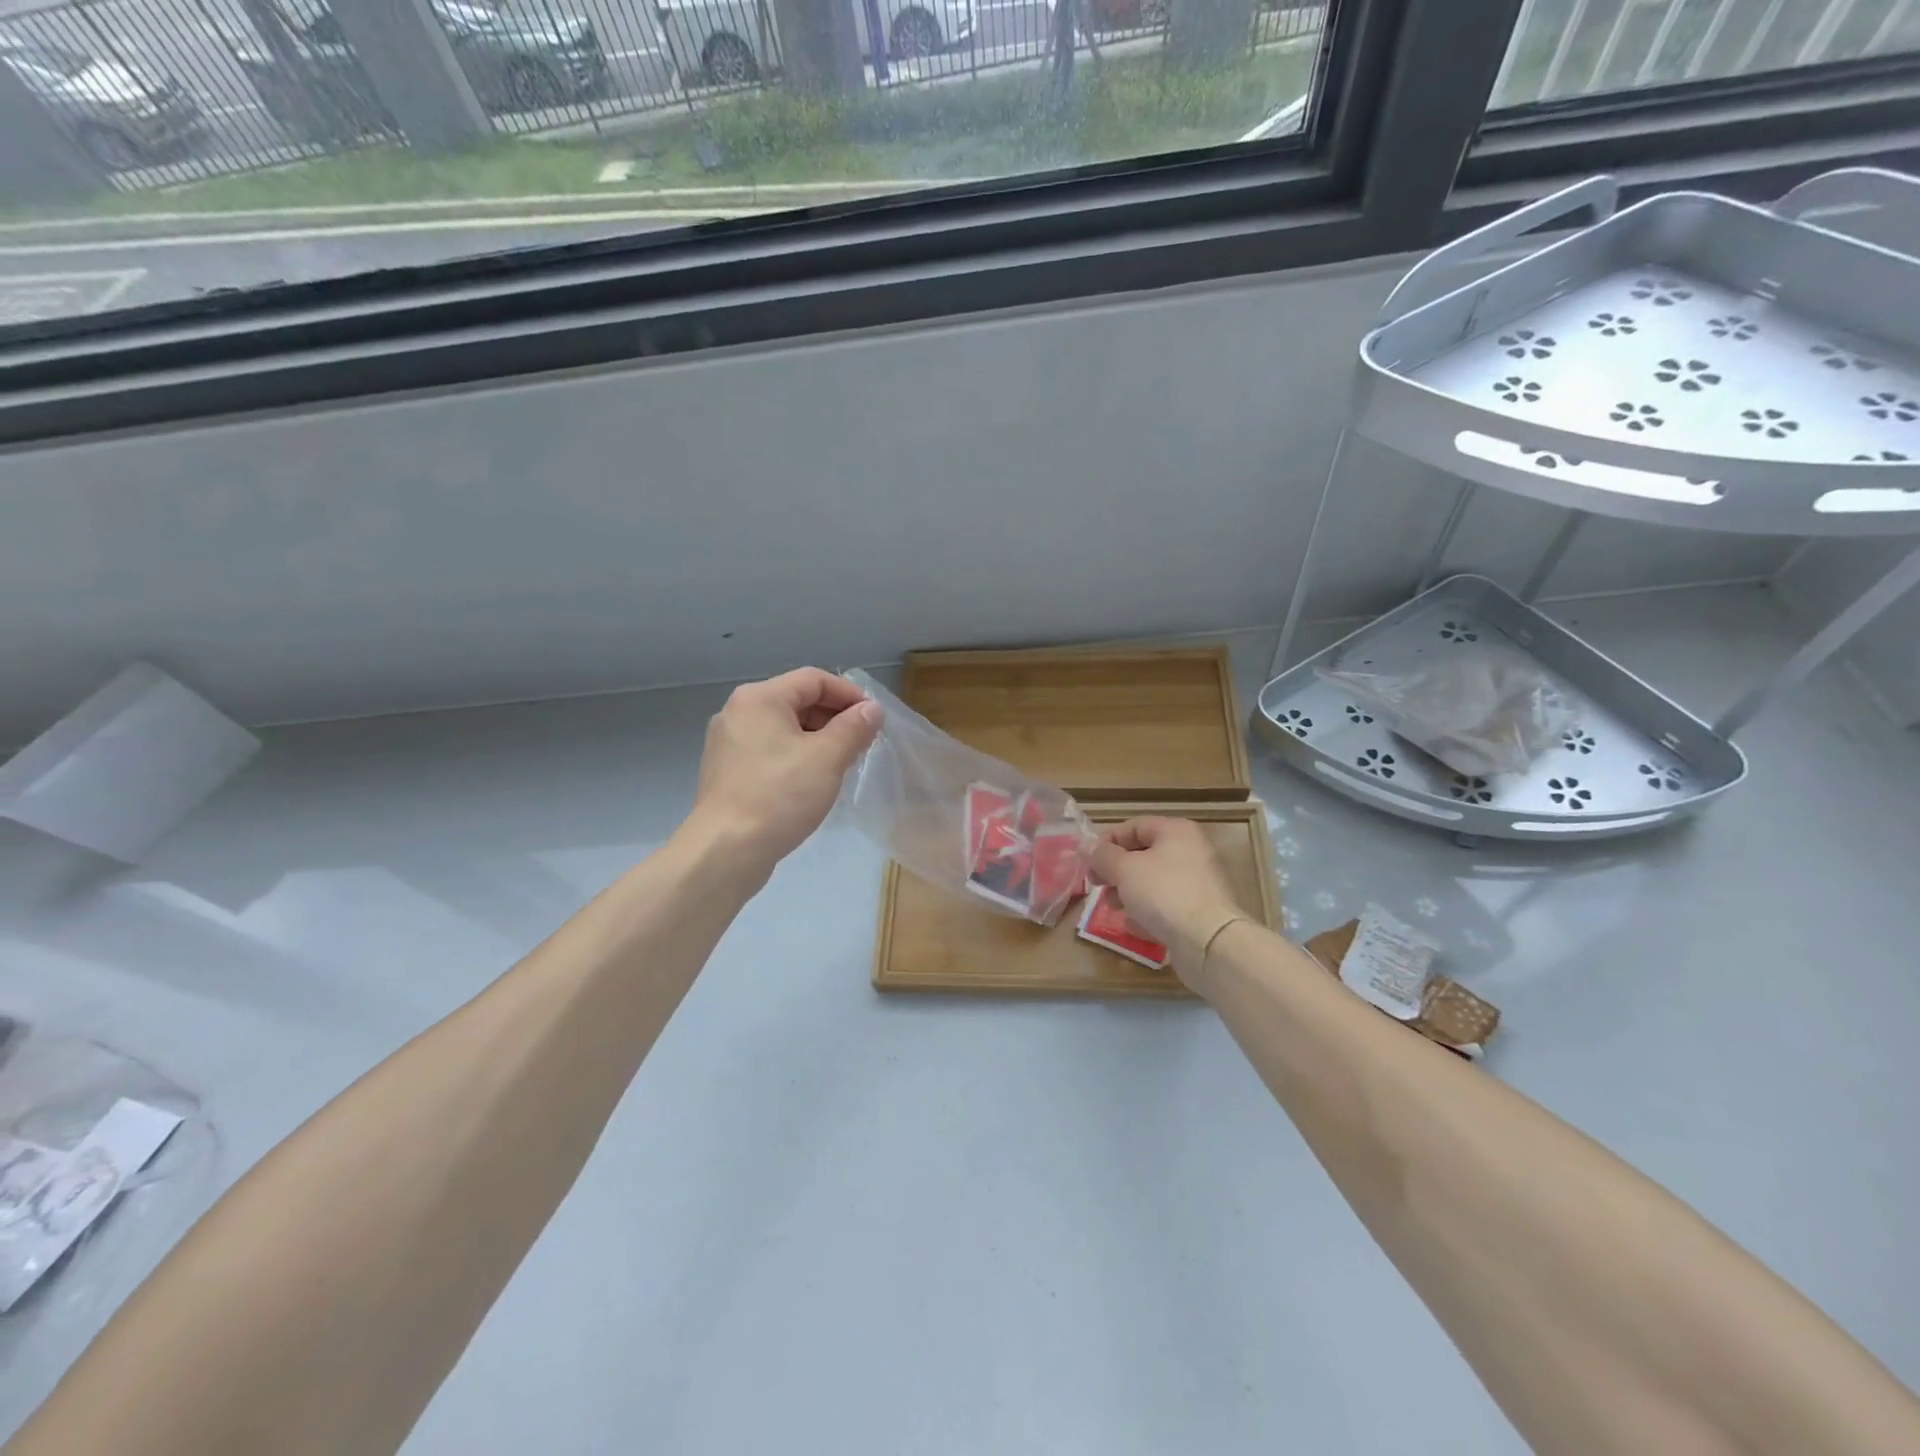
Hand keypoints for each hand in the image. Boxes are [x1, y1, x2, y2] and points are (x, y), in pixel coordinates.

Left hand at [690, 668, 881, 875]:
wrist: (726, 850)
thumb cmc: (780, 795)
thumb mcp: (828, 758)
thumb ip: (854, 728)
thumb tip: (872, 709)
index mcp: (760, 698)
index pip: (814, 679)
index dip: (849, 694)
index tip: (874, 719)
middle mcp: (738, 712)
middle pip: (797, 700)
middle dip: (834, 718)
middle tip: (862, 744)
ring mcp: (728, 743)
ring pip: (783, 728)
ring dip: (817, 740)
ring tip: (842, 765)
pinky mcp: (727, 771)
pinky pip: (769, 751)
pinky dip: (796, 757)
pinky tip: (812, 782)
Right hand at [1088, 817, 1246, 994]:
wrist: (1208, 941)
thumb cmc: (1163, 893)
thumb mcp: (1124, 869)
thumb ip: (1102, 856)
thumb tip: (1087, 847)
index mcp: (1176, 831)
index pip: (1133, 826)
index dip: (1106, 842)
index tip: (1088, 862)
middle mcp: (1191, 851)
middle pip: (1143, 855)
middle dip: (1116, 871)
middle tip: (1097, 886)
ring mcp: (1198, 883)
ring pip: (1153, 882)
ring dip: (1128, 893)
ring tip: (1113, 908)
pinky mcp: (1200, 911)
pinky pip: (1166, 905)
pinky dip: (1148, 912)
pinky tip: (1134, 926)